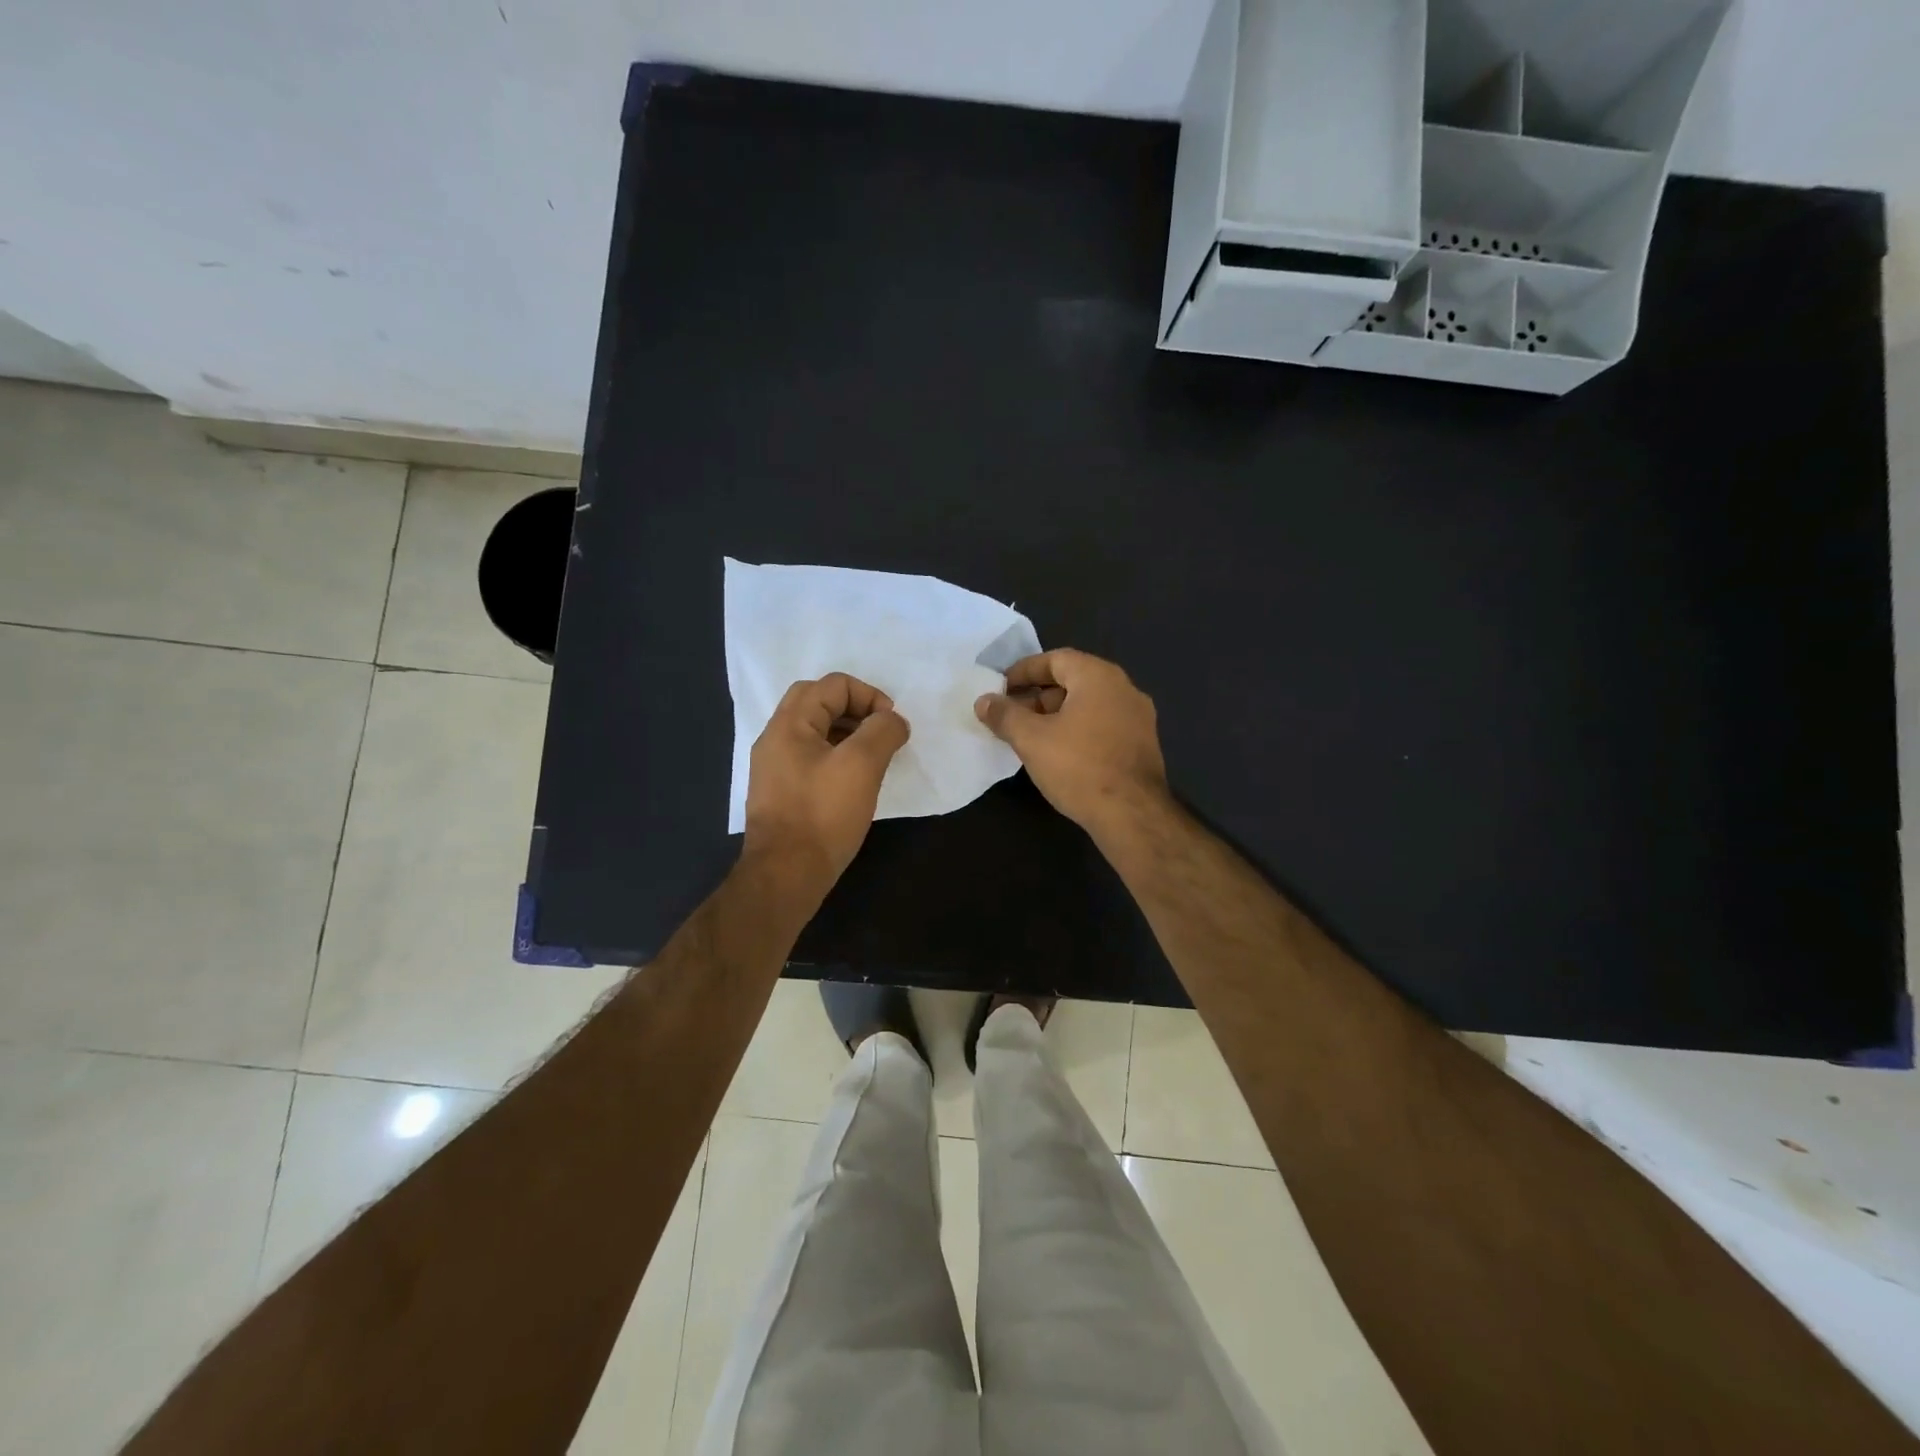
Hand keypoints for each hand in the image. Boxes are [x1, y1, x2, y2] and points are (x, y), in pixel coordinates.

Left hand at [744, 673, 910, 896]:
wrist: (786, 875)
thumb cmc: (824, 815)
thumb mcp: (862, 765)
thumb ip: (882, 731)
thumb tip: (893, 721)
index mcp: (790, 724)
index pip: (834, 684)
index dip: (870, 696)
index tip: (891, 726)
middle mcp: (775, 738)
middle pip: (818, 701)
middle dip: (856, 709)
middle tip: (880, 733)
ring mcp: (774, 766)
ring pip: (814, 730)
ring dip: (847, 732)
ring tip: (874, 757)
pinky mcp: (780, 792)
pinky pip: (810, 756)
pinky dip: (836, 755)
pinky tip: (854, 781)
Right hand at [974, 649, 1169, 838]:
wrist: (1132, 815)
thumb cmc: (1078, 767)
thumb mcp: (1031, 739)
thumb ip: (1005, 715)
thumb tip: (983, 700)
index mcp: (1099, 676)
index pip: (1056, 659)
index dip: (1024, 671)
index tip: (1001, 688)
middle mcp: (1124, 688)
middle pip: (1073, 681)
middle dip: (1038, 696)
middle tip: (1011, 716)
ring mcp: (1139, 718)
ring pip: (1089, 706)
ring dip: (1057, 716)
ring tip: (1030, 738)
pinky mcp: (1143, 745)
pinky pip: (1103, 726)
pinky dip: (1078, 731)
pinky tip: (1060, 755)